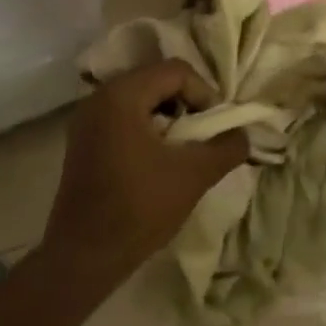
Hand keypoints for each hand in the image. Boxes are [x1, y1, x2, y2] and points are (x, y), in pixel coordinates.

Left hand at [38, 59, 250, 288]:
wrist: (86, 254)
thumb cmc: (140, 208)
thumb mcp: (194, 175)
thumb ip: (226, 147)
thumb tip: (243, 135)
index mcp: (121, 96)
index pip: (176, 71)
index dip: (204, 93)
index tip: (215, 127)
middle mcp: (98, 98)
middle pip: (156, 81)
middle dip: (187, 104)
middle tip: (204, 135)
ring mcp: (86, 120)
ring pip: (140, 100)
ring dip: (169, 117)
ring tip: (185, 149)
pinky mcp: (83, 142)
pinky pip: (123, 118)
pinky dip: (147, 128)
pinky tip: (159, 160)